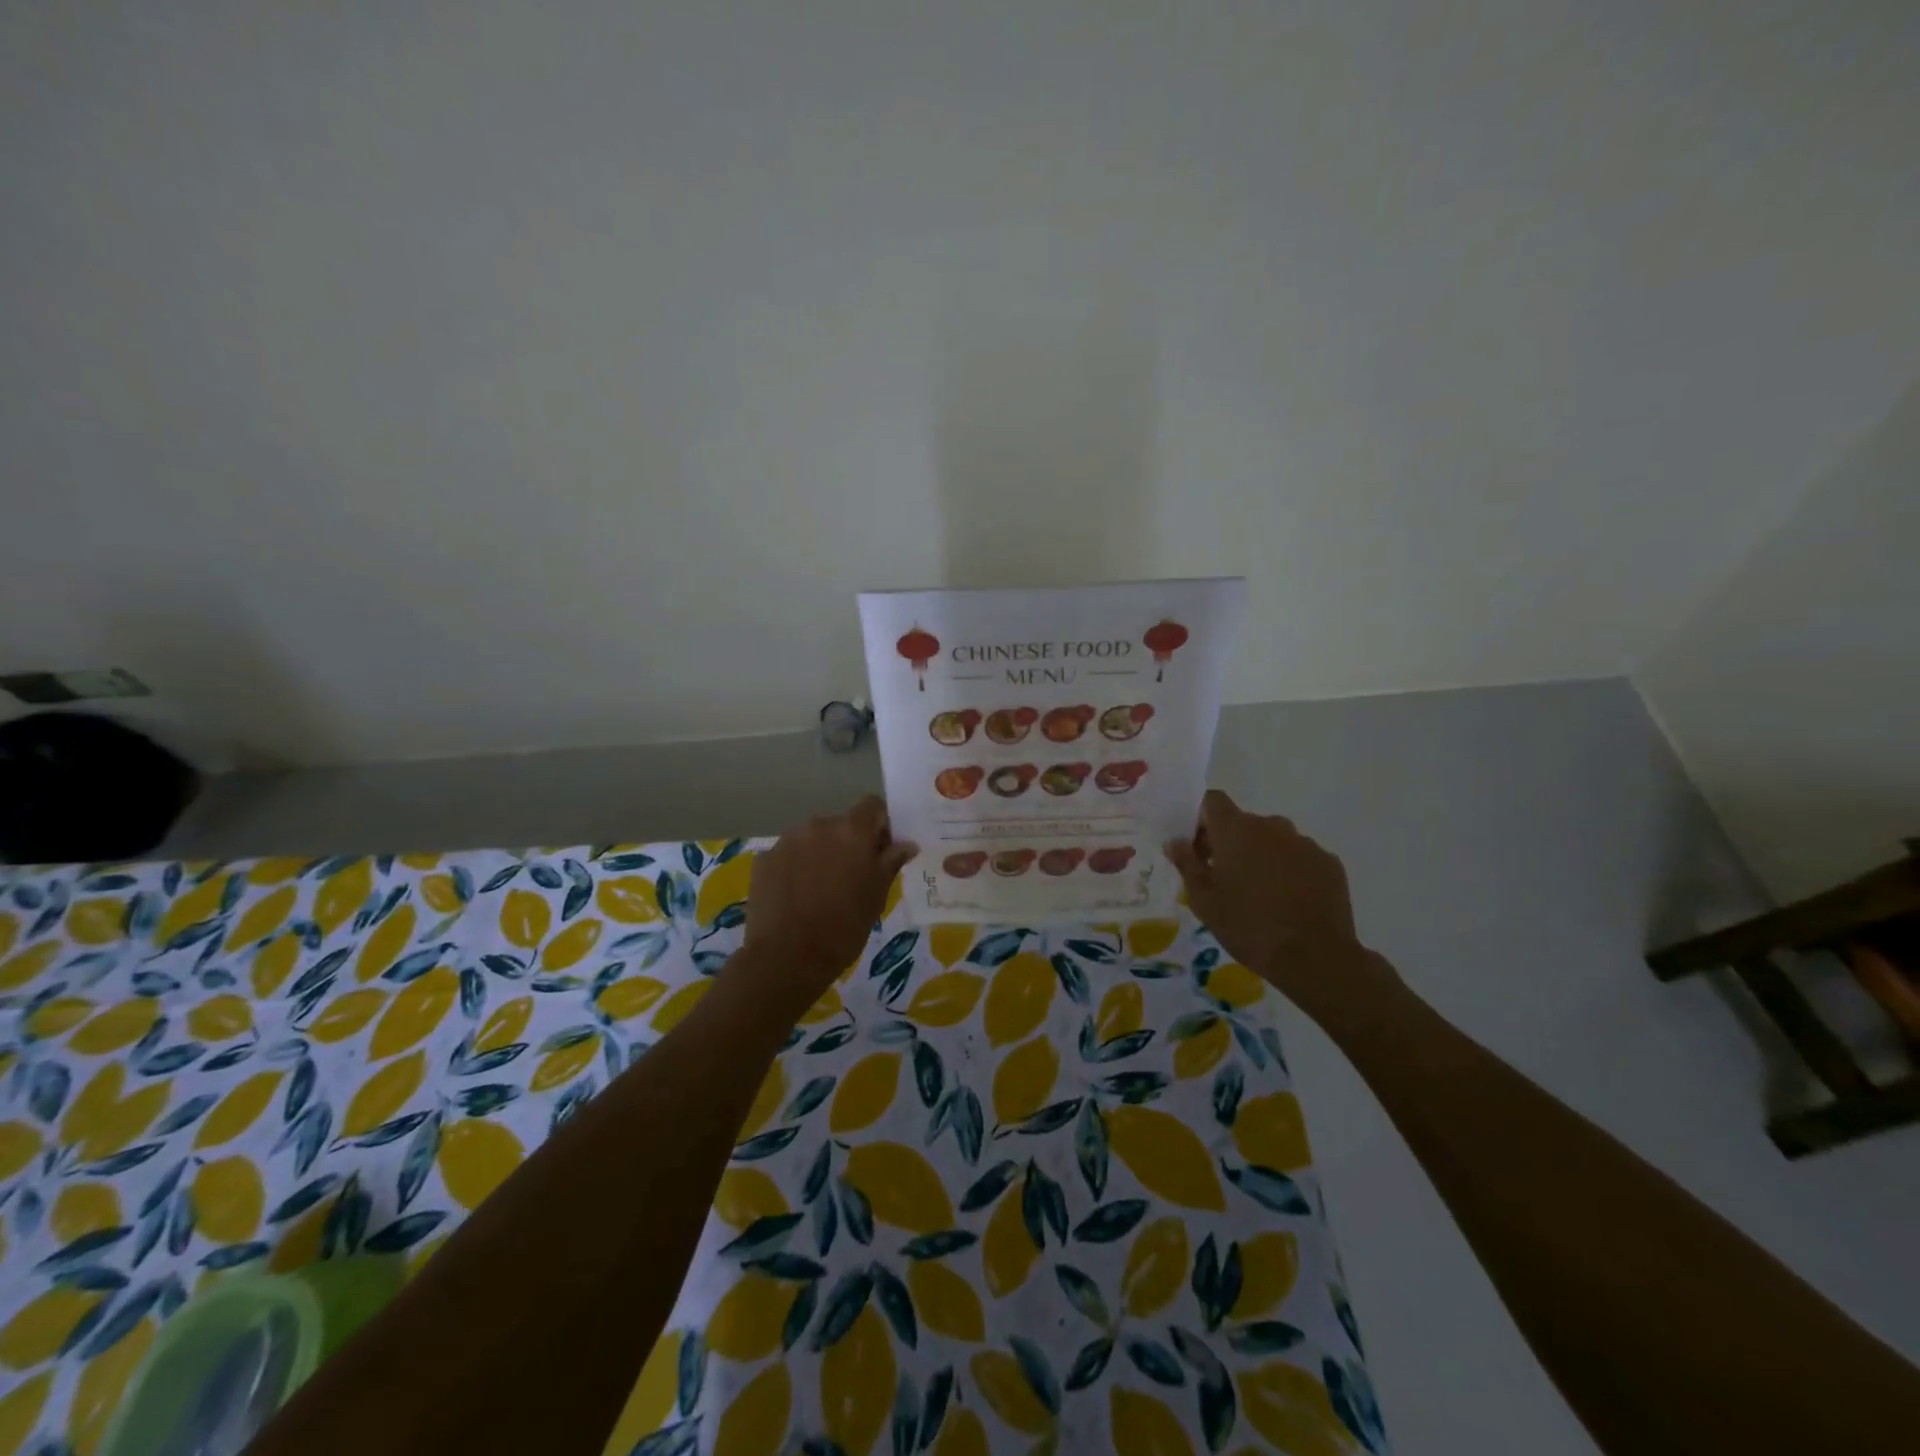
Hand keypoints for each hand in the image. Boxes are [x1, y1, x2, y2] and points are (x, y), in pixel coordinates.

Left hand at [740, 796, 916, 1003]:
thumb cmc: (843, 927)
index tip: (881, 851)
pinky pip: (789, 854)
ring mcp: (787, 840)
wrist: (786, 958)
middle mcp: (818, 825)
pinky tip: (796, 896)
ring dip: (821, 853)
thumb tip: (906, 844)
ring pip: (813, 837)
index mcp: (851, 830)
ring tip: (820, 889)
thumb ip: (890, 863)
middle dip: (849, 842)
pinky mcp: (764, 859)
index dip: (880, 824)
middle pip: (841, 822)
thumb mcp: (877, 896)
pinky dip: (796, 867)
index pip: (872, 805)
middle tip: (852, 876)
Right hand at [1165, 790, 1402, 1027]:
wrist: (1314, 957)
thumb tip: (1175, 842)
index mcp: (1236, 830)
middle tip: (1223, 878)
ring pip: (1273, 841)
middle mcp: (1271, 825)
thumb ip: (1187, 864)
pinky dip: (1290, 871)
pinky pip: (1299, 858)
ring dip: (1261, 857)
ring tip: (1260, 894)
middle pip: (1243, 823)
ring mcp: (1304, 843)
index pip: (1212, 801)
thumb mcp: (1204, 900)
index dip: (1200, 818)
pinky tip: (1288, 902)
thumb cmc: (1248, 925)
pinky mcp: (1329, 863)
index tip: (1196, 846)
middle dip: (1230, 843)